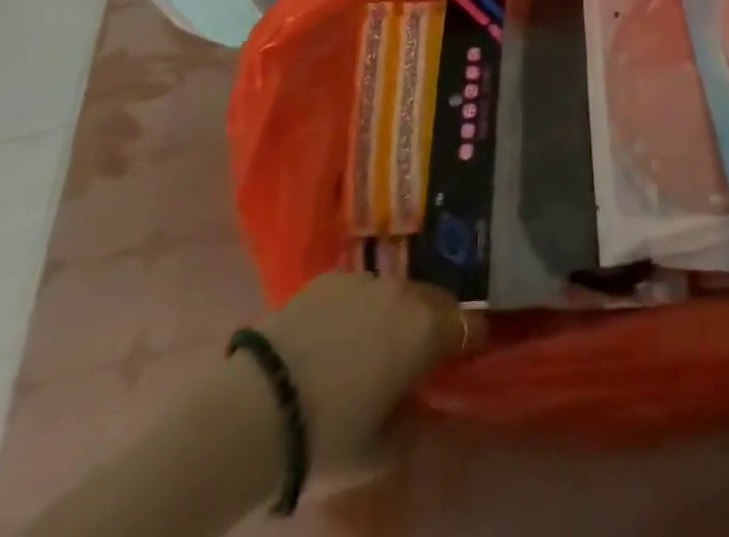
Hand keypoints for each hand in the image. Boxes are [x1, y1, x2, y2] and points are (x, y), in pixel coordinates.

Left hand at [259, 274, 477, 474]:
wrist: (257, 407)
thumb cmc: (328, 436)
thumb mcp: (380, 452)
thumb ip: (413, 425)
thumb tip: (422, 410)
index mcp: (426, 331)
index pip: (469, 325)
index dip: (471, 341)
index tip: (464, 357)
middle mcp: (404, 294)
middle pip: (435, 300)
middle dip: (434, 322)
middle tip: (418, 354)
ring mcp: (365, 279)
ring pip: (396, 292)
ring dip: (395, 313)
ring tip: (373, 344)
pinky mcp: (330, 276)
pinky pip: (358, 290)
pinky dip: (357, 308)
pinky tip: (336, 335)